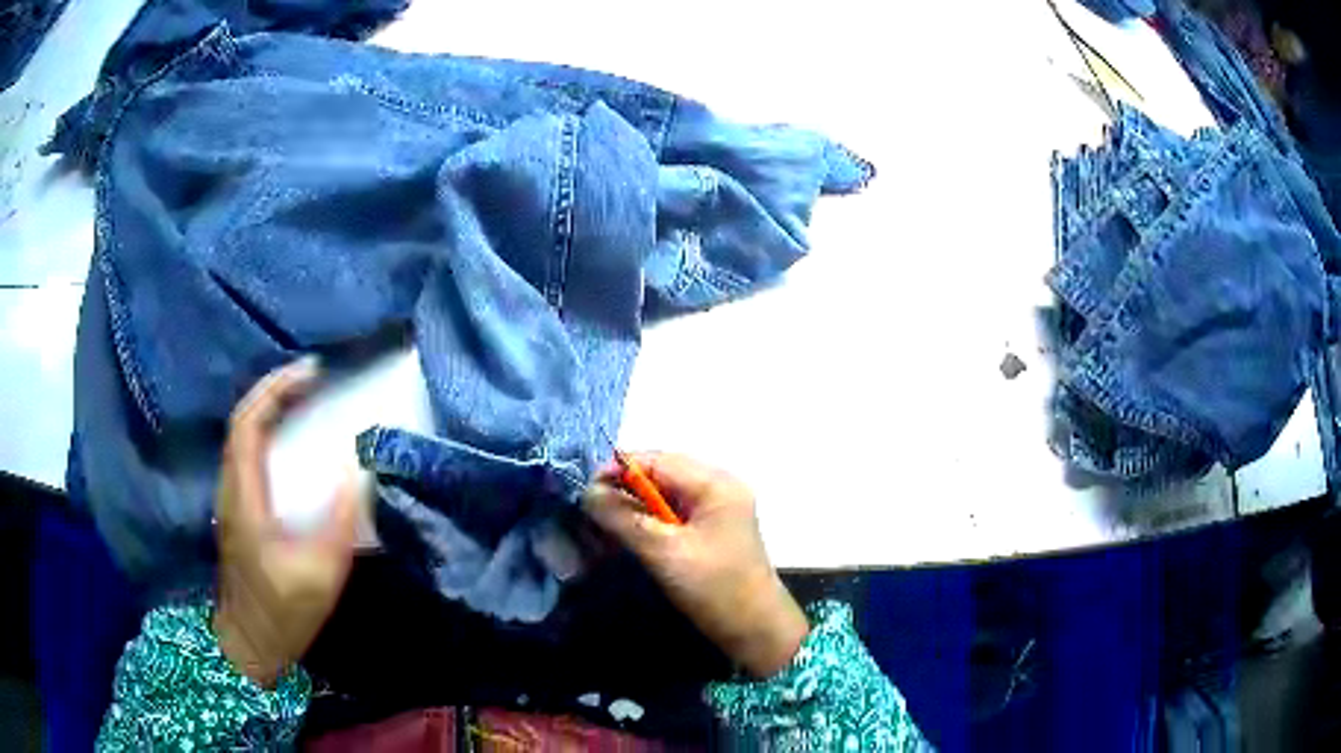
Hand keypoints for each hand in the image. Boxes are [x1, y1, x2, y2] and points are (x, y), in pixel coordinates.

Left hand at [214, 358, 365, 687]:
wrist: (251, 644)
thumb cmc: (281, 611)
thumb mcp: (317, 573)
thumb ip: (338, 522)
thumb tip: (359, 470)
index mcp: (244, 495)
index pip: (248, 422)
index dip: (276, 388)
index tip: (312, 372)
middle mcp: (232, 487)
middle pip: (245, 421)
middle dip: (277, 390)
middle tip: (317, 379)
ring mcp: (233, 499)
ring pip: (246, 436)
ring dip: (274, 410)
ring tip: (311, 401)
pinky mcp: (241, 511)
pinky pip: (253, 457)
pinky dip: (273, 435)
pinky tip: (298, 445)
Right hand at [582, 453, 807, 677]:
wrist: (756, 630)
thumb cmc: (714, 588)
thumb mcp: (663, 552)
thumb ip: (623, 518)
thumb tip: (587, 493)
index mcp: (714, 483)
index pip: (656, 460)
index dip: (618, 470)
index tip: (585, 493)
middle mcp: (719, 486)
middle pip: (660, 473)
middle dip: (624, 488)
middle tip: (592, 512)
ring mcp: (719, 507)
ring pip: (665, 493)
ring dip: (634, 506)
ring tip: (605, 525)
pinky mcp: (713, 528)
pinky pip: (675, 511)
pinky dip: (650, 520)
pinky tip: (631, 536)